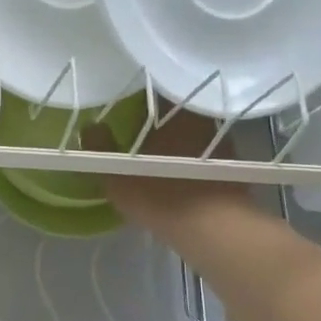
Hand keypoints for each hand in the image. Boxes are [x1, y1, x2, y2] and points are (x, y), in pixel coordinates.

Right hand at [96, 110, 258, 248]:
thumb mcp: (116, 174)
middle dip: (156, 120)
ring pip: (189, 133)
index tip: (123, 106)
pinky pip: (201, 154)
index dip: (137, 97)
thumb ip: (99, 147)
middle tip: (135, 131)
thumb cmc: (160, 195)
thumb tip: (90, 126)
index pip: (154, 92)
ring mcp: (220, 142)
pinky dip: (188, 159)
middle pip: (173, 112)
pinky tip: (175, 173)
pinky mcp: (230, 165)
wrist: (214, 229)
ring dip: (174, 140)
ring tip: (154, 153)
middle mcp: (200, 118)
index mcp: (173, 111)